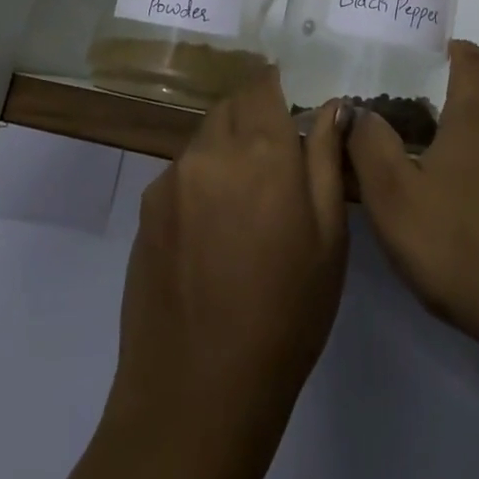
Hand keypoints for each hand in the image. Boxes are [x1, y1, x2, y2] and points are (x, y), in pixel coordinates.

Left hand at [108, 70, 348, 432]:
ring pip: (205, 138)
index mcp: (262, 151)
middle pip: (231, 106)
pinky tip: (211, 233)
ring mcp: (171, 178)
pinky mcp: (146, 208)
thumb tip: (332, 106)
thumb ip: (327, 160)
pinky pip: (181, 172)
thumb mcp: (328, 239)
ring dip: (226, 149)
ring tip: (243, 205)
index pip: (263, 84)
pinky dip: (201, 181)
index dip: (277, 88)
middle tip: (275, 161)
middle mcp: (211, 150)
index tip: (291, 107)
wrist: (197, 394)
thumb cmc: (284, 317)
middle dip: (253, 117)